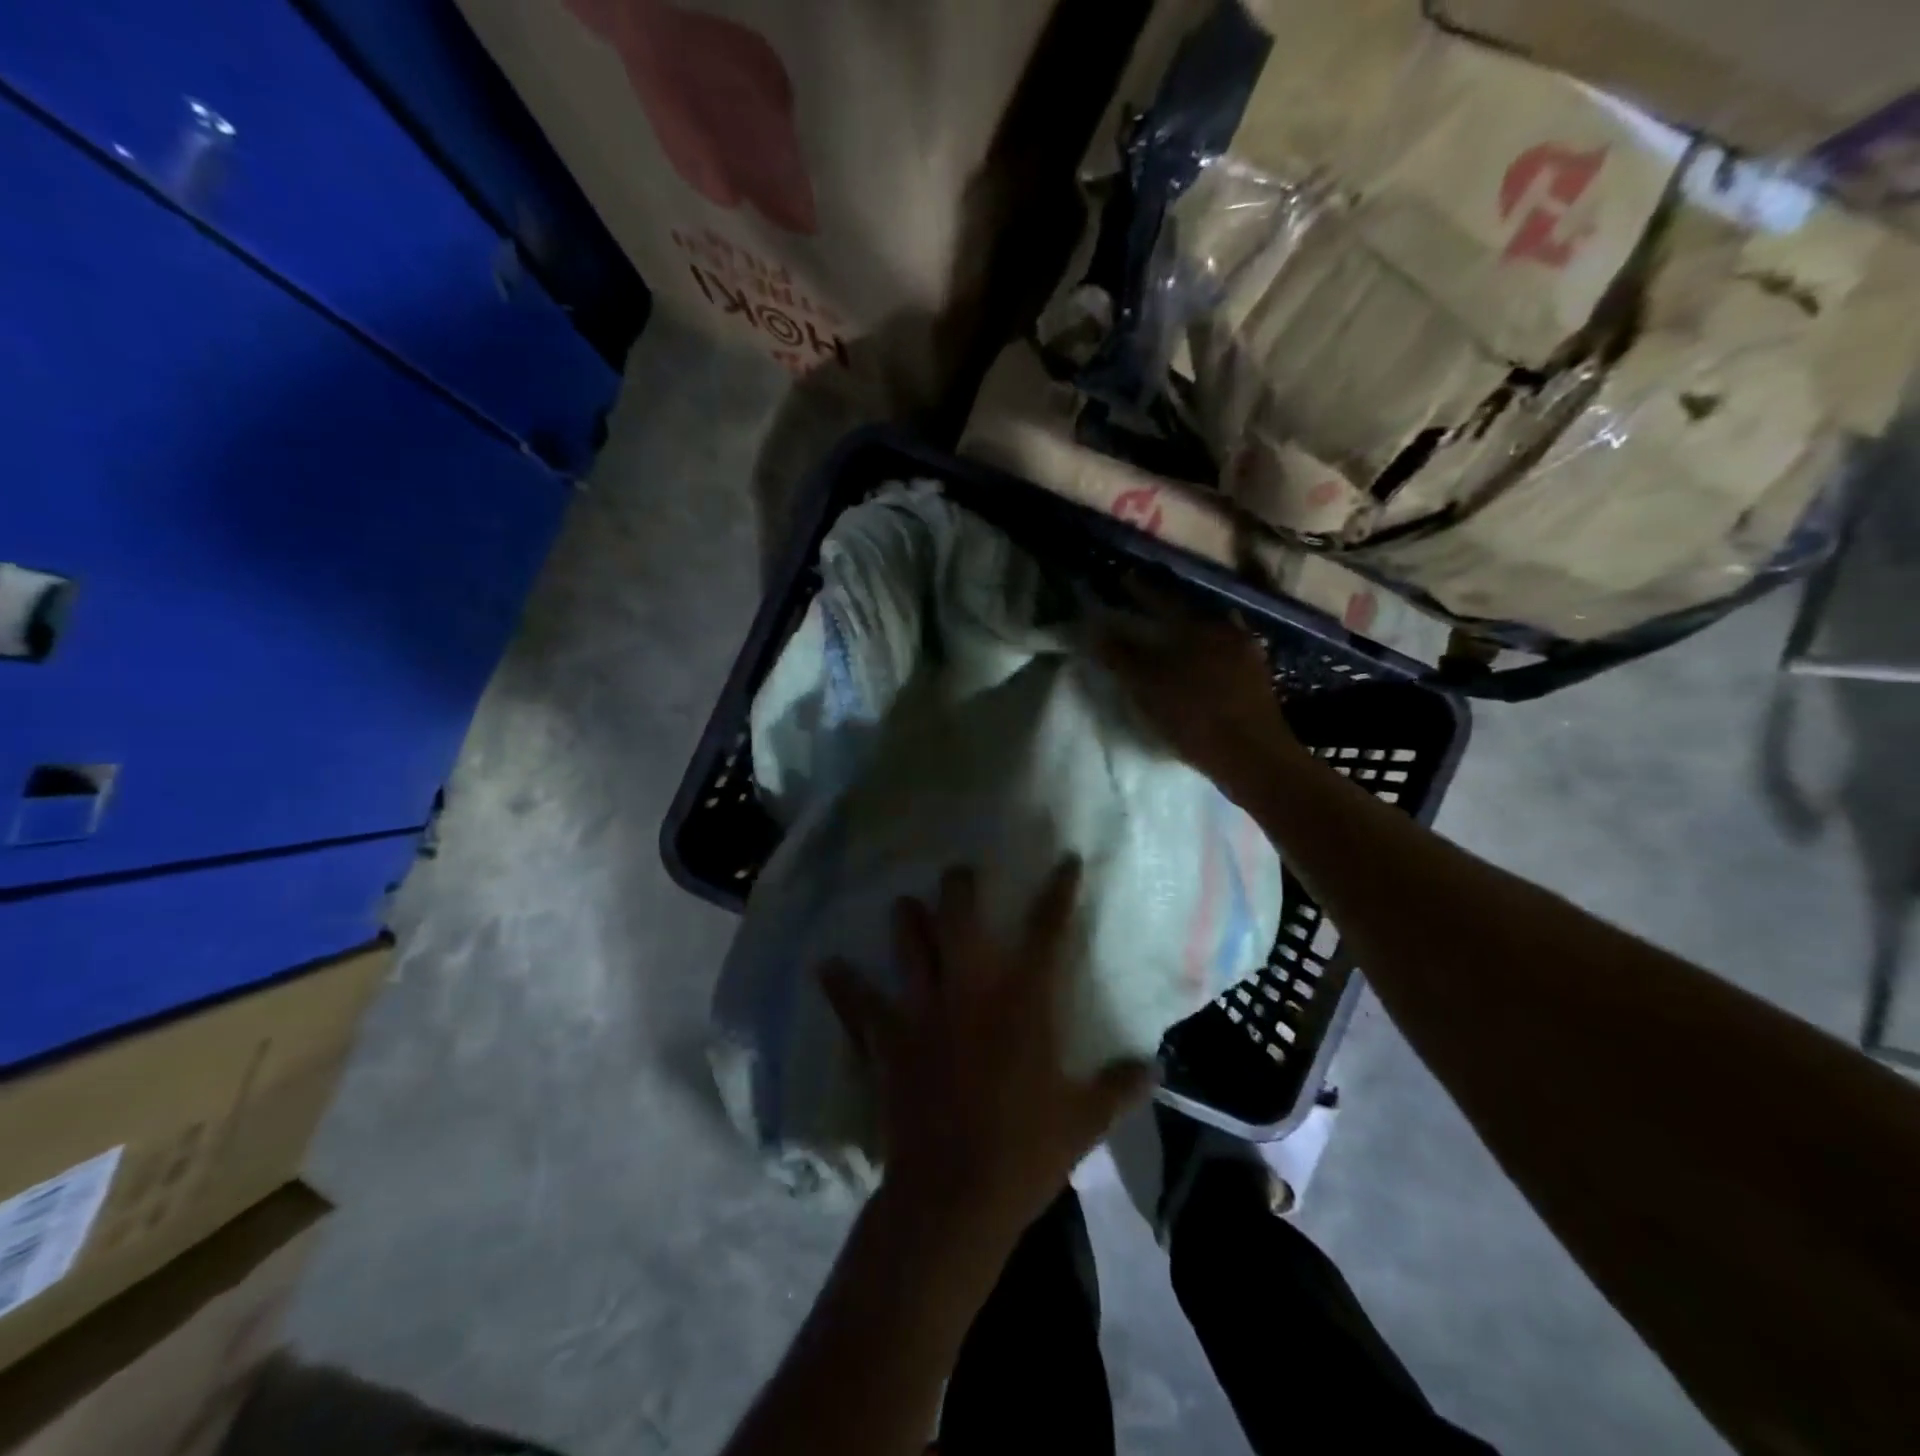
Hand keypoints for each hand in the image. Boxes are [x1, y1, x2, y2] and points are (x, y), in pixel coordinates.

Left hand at [820, 860, 1152, 1239]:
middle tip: (959, 871)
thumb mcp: (1083, 1121)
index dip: (1058, 893)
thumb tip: (1154, 1067)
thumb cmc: (1025, 1153)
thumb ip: (1119, 1087)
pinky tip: (825, 965)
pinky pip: (858, 1004)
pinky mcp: (889, 1040)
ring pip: (910, 945)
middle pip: (961, 919)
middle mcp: (971, 991)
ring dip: (906, 920)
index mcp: (1023, 1002)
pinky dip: (841, 984)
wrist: (955, 1195)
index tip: (1065, 862)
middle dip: (960, 888)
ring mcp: (924, 1011)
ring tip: (904, 904)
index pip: (1047, 932)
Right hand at [1095, 603, 1307, 798]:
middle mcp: (1225, 629)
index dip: (1140, 589)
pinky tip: (1202, 664)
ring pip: (1212, 631)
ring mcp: (1246, 652)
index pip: (1162, 598)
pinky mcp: (1258, 677)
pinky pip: (1227, 652)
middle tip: (1149, 608)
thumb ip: (1120, 656)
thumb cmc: (1195, 717)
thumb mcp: (1148, 687)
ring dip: (1191, 630)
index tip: (1124, 577)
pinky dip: (1209, 651)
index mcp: (1197, 626)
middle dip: (1168, 608)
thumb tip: (1095, 629)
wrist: (1253, 755)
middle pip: (1191, 611)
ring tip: (1174, 635)